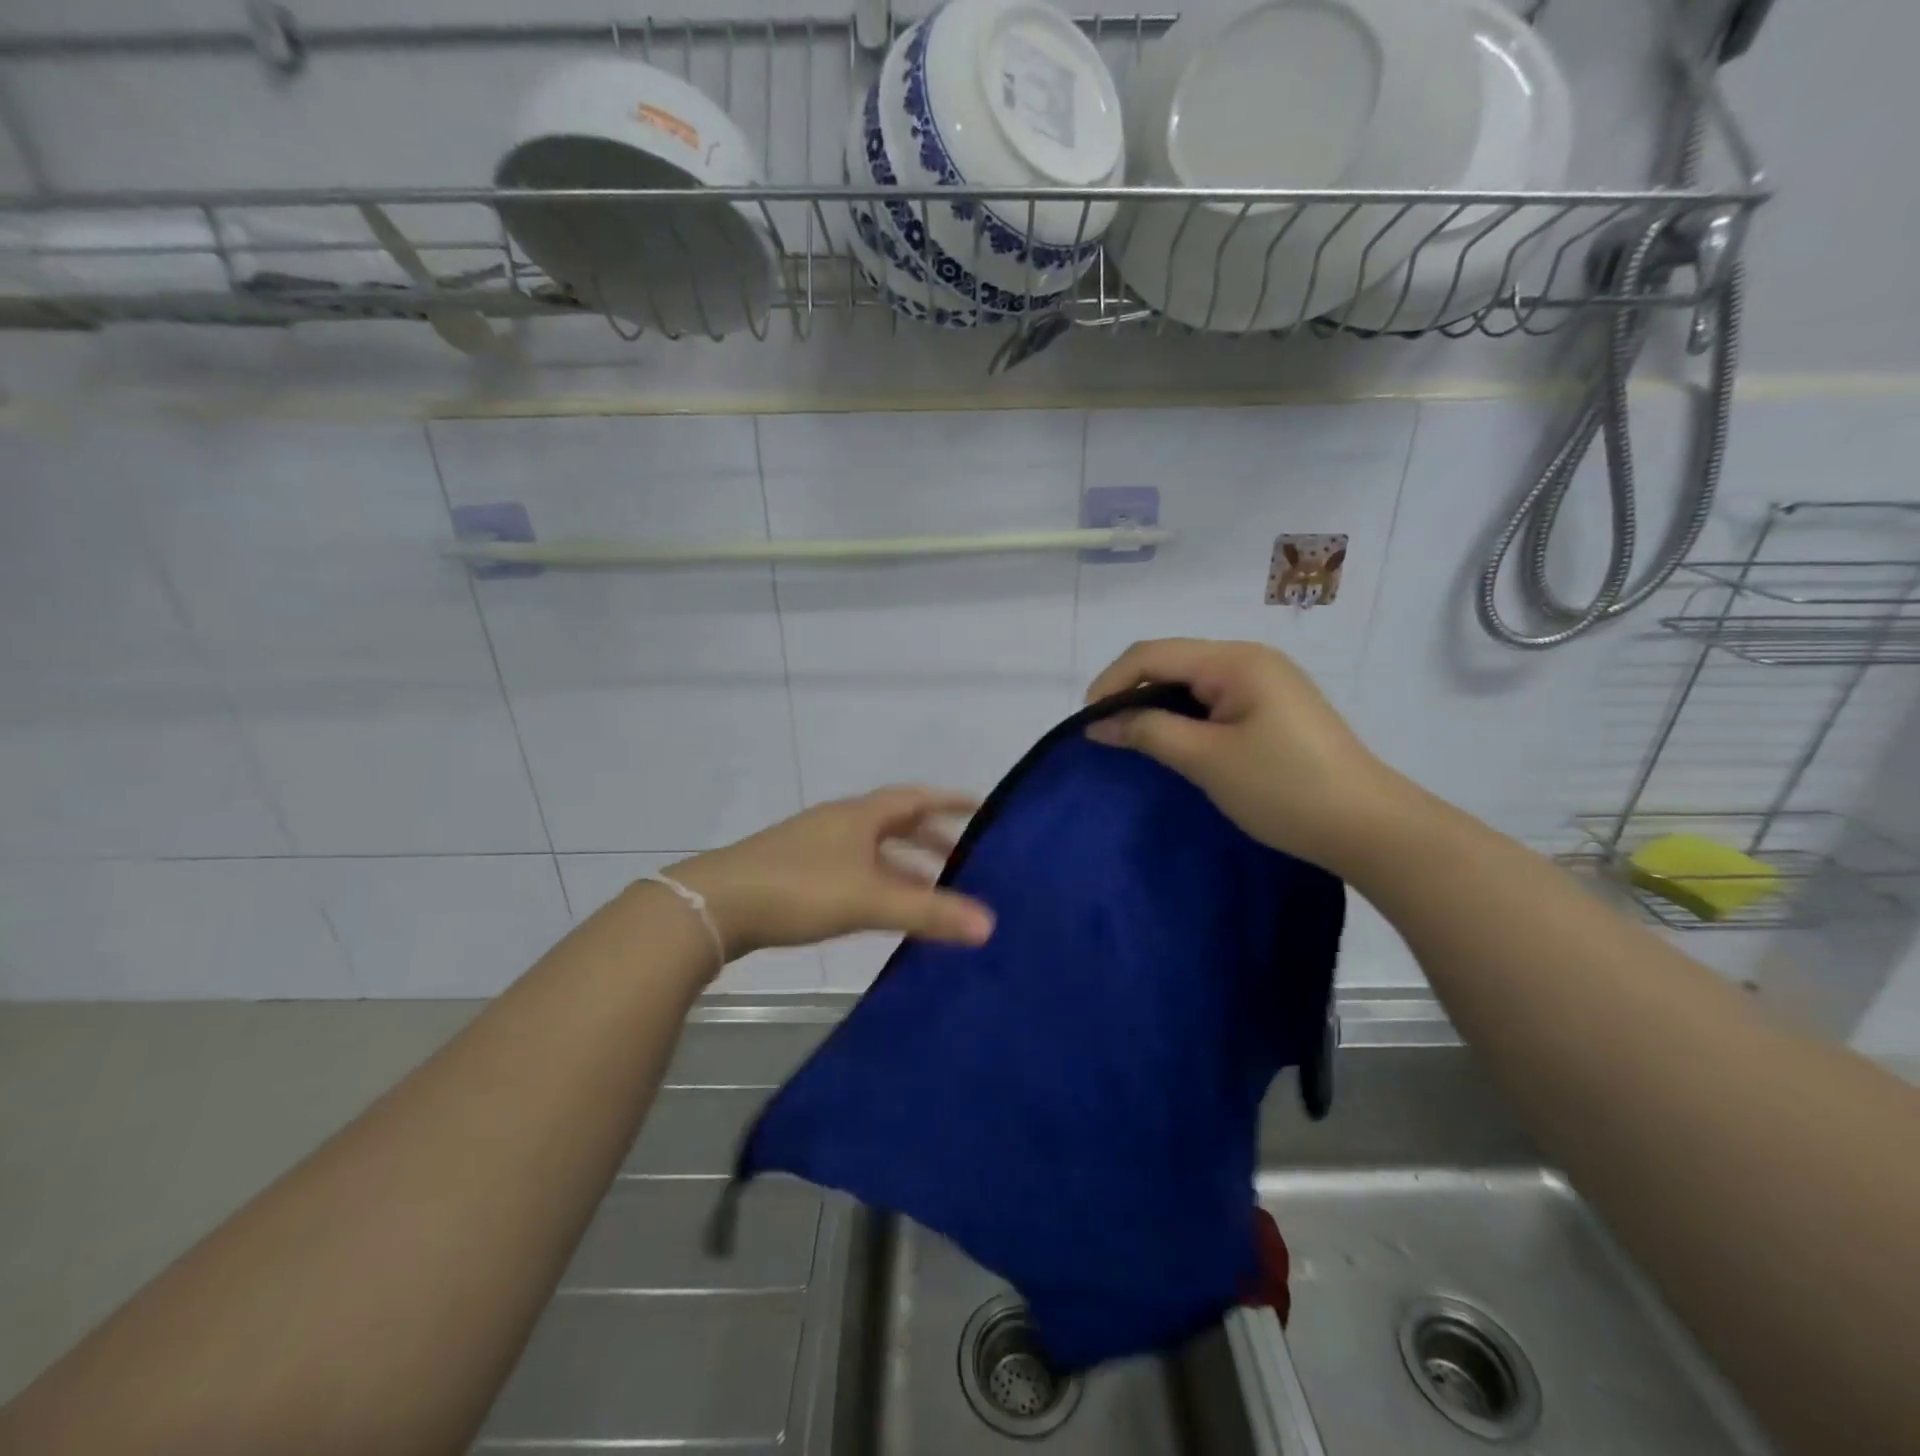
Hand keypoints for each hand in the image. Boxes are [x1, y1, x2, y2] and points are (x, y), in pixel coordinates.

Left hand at [663, 787, 995, 960]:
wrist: (716, 905)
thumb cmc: (800, 889)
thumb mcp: (870, 900)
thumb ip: (929, 912)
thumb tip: (990, 924)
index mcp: (860, 815)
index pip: (916, 798)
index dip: (950, 802)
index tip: (981, 808)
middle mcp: (840, 822)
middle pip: (895, 822)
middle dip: (930, 839)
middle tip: (963, 859)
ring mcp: (814, 845)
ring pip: (872, 848)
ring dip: (903, 864)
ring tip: (930, 889)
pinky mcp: (795, 870)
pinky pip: (852, 867)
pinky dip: (877, 881)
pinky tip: (880, 907)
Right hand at [1083, 638, 1401, 868]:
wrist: (1368, 826)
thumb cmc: (1284, 788)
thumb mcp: (1206, 760)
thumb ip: (1148, 732)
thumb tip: (1098, 724)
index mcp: (1236, 660)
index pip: (1154, 654)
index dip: (1112, 682)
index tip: (1087, 724)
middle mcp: (1251, 658)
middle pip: (1172, 661)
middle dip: (1132, 692)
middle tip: (1107, 735)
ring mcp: (1266, 682)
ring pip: (1192, 682)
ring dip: (1158, 706)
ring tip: (1134, 740)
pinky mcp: (1274, 707)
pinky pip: (1214, 700)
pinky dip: (1185, 717)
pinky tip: (1176, 742)